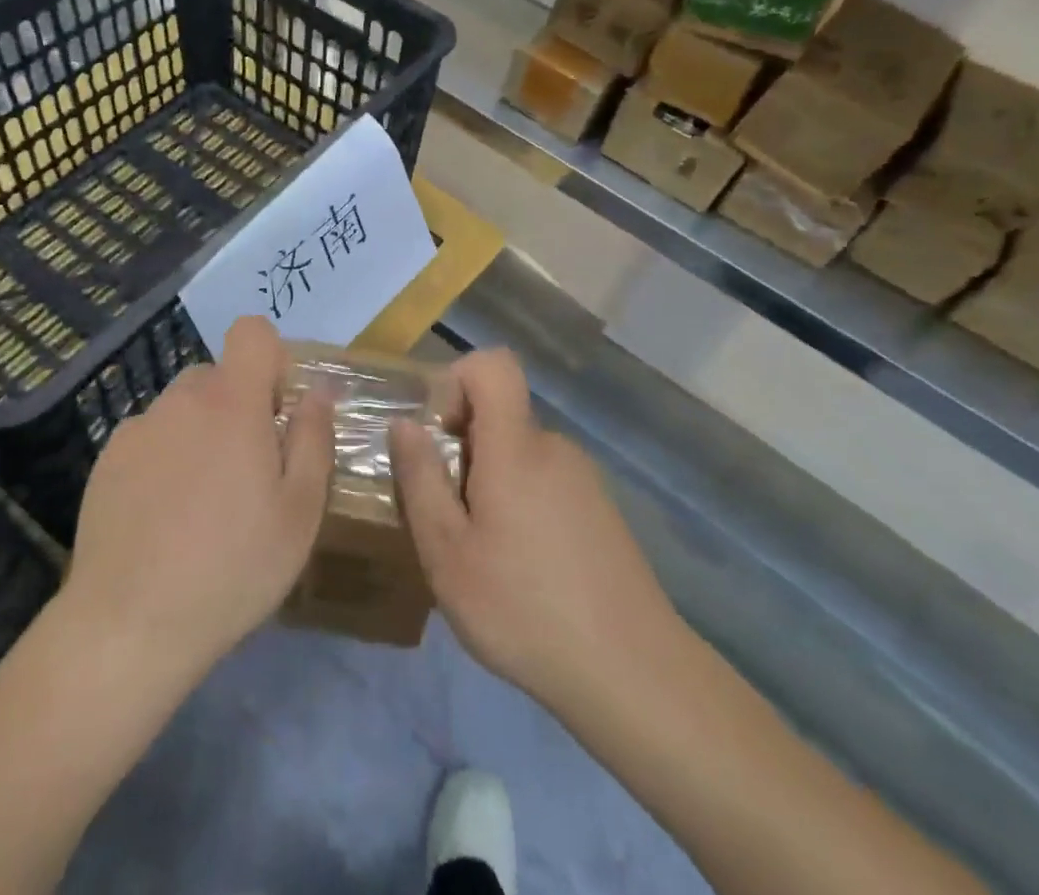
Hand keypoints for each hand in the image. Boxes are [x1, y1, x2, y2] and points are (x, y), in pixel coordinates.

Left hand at [61, 316, 334, 680]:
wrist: (129, 625)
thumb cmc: (232, 567)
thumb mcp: (300, 511)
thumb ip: (314, 439)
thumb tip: (318, 391)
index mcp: (232, 402)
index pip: (252, 332)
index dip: (271, 358)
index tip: (276, 410)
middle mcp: (181, 400)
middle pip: (218, 375)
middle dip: (238, 406)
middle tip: (247, 471)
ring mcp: (138, 428)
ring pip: (183, 408)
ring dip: (200, 433)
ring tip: (202, 502)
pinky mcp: (107, 459)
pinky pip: (149, 438)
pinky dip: (164, 458)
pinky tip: (163, 517)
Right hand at [390, 349, 686, 714]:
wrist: (634, 675)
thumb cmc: (525, 609)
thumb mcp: (448, 554)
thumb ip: (421, 480)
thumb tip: (404, 424)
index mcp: (516, 447)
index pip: (493, 365)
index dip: (457, 380)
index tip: (436, 434)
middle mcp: (553, 447)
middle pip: (499, 415)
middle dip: (462, 449)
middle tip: (448, 517)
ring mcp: (583, 478)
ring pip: (519, 454)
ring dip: (490, 483)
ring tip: (483, 553)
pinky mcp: (599, 510)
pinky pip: (545, 481)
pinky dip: (521, 504)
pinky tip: (523, 569)